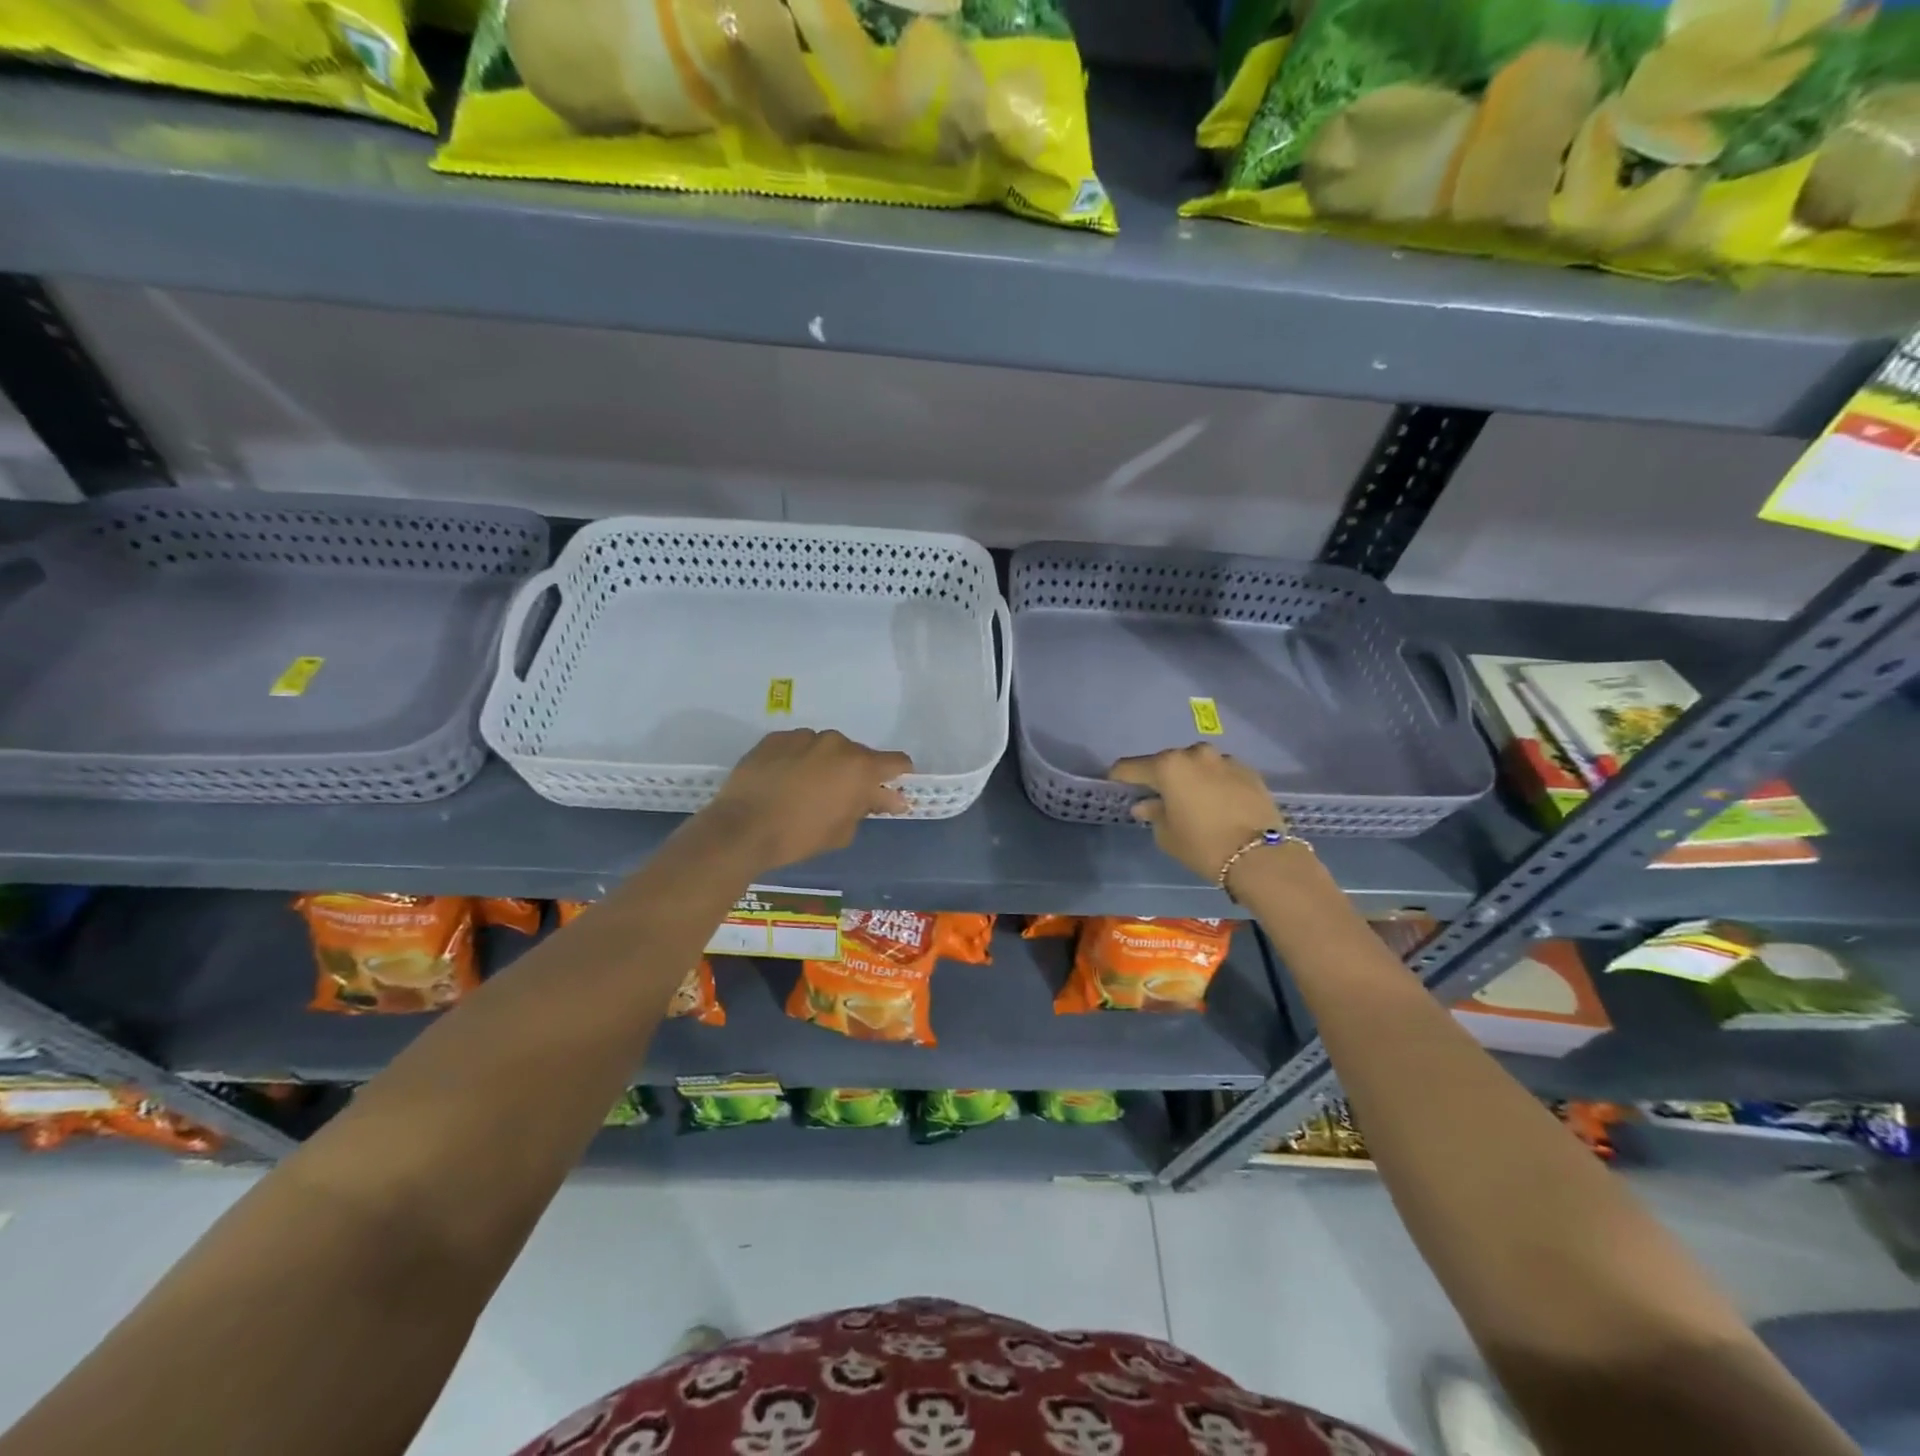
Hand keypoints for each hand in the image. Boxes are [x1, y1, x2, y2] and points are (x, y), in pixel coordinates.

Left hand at [700, 729, 912, 872]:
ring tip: (804, 789)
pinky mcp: (775, 738)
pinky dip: (797, 760)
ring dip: (825, 764)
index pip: (897, 761)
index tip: (888, 791)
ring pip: (826, 748)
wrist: (742, 828)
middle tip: (839, 797)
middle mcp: (836, 743)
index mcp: (860, 766)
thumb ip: (868, 807)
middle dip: (855, 773)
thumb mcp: (843, 831)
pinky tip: (782, 781)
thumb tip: (889, 798)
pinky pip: (797, 746)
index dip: (897, 776)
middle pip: (858, 755)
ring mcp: (803, 736)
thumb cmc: (799, 836)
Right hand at [1109, 744, 1286, 884]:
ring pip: (1197, 765)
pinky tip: (1218, 803)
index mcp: (1168, 766)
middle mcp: (1195, 754)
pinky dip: (1214, 783)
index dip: (1120, 777)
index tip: (1116, 785)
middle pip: (1167, 762)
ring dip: (1190, 778)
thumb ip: (1153, 814)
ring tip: (1193, 800)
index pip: (1131, 767)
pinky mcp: (1249, 771)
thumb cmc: (1203, 845)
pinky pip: (1221, 773)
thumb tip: (1146, 805)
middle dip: (1160, 777)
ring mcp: (1225, 759)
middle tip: (1159, 798)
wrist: (1261, 856)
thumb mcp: (1167, 835)